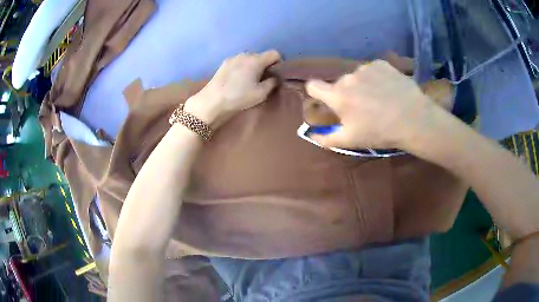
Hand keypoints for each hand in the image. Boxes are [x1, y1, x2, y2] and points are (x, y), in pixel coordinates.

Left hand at [184, 50, 280, 128]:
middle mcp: (245, 55)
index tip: (275, 74)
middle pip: (261, 56)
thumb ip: (272, 83)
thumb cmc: (239, 96)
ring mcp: (233, 58)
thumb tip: (275, 77)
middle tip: (262, 80)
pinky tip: (237, 80)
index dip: (278, 63)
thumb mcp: (261, 94)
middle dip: (265, 65)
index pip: (274, 53)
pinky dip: (242, 68)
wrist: (212, 100)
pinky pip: (239, 62)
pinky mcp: (224, 63)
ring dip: (252, 67)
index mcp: (256, 60)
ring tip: (248, 81)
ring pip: (249, 59)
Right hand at [306, 60, 447, 149]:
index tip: (325, 100)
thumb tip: (310, 135)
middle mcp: (348, 76)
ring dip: (363, 85)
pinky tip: (389, 89)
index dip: (316, 92)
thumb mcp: (351, 140)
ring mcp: (366, 68)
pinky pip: (373, 70)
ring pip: (357, 76)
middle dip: (346, 93)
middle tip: (363, 108)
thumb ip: (327, 138)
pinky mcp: (382, 64)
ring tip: (380, 99)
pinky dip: (377, 78)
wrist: (414, 119)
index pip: (313, 86)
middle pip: (340, 83)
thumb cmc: (380, 132)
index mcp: (337, 95)